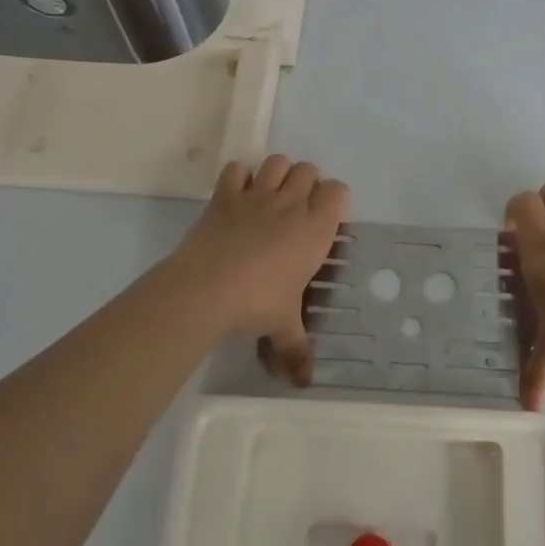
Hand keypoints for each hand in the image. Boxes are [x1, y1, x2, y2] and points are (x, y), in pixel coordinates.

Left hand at [163, 155, 348, 384]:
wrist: (205, 289)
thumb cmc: (257, 303)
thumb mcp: (283, 327)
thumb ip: (298, 350)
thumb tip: (305, 383)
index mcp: (315, 229)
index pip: (338, 191)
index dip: (334, 199)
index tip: (325, 219)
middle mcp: (290, 204)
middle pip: (308, 170)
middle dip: (306, 183)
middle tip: (296, 210)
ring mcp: (256, 195)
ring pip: (277, 162)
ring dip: (277, 173)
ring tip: (270, 196)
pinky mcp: (225, 195)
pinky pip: (237, 168)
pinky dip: (239, 176)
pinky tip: (237, 194)